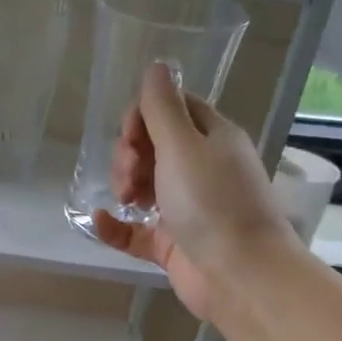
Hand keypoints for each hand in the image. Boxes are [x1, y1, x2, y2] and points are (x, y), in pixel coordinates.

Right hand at [91, 62, 291, 319]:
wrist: (240, 274)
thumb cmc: (213, 202)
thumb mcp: (183, 146)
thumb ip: (162, 107)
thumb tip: (156, 66)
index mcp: (211, 138)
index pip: (171, 109)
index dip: (142, 116)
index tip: (130, 136)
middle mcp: (200, 168)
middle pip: (152, 146)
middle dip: (129, 154)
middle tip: (129, 175)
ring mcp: (186, 207)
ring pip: (143, 185)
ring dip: (123, 185)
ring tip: (125, 199)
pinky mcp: (172, 243)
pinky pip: (135, 229)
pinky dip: (116, 225)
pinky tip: (101, 221)